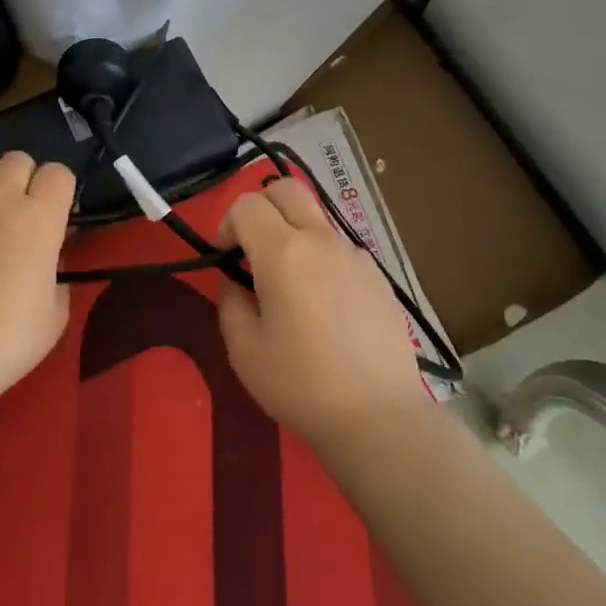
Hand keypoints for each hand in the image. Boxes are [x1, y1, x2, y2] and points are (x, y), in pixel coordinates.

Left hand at [0, 152, 75, 407]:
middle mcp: (2, 197)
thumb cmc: (6, 340)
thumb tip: (48, 257)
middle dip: (25, 180)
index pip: (59, 173)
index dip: (59, 190)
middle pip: (19, 160)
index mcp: (42, 219)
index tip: (54, 214)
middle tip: (18, 213)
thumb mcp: (56, 311)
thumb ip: (57, 272)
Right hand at [216, 177, 431, 448]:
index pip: (247, 204)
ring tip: (292, 287)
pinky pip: (340, 251)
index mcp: (283, 252)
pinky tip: (325, 308)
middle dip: (262, 206)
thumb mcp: (244, 350)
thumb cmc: (301, 384)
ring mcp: (355, 256)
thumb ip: (230, 303)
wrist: (379, 416)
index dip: (227, 224)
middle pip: (288, 189)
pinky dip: (322, 260)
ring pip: (316, 220)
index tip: (226, 259)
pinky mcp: (378, 277)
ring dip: (294, 235)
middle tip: (254, 248)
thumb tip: (237, 284)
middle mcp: (321, 241)